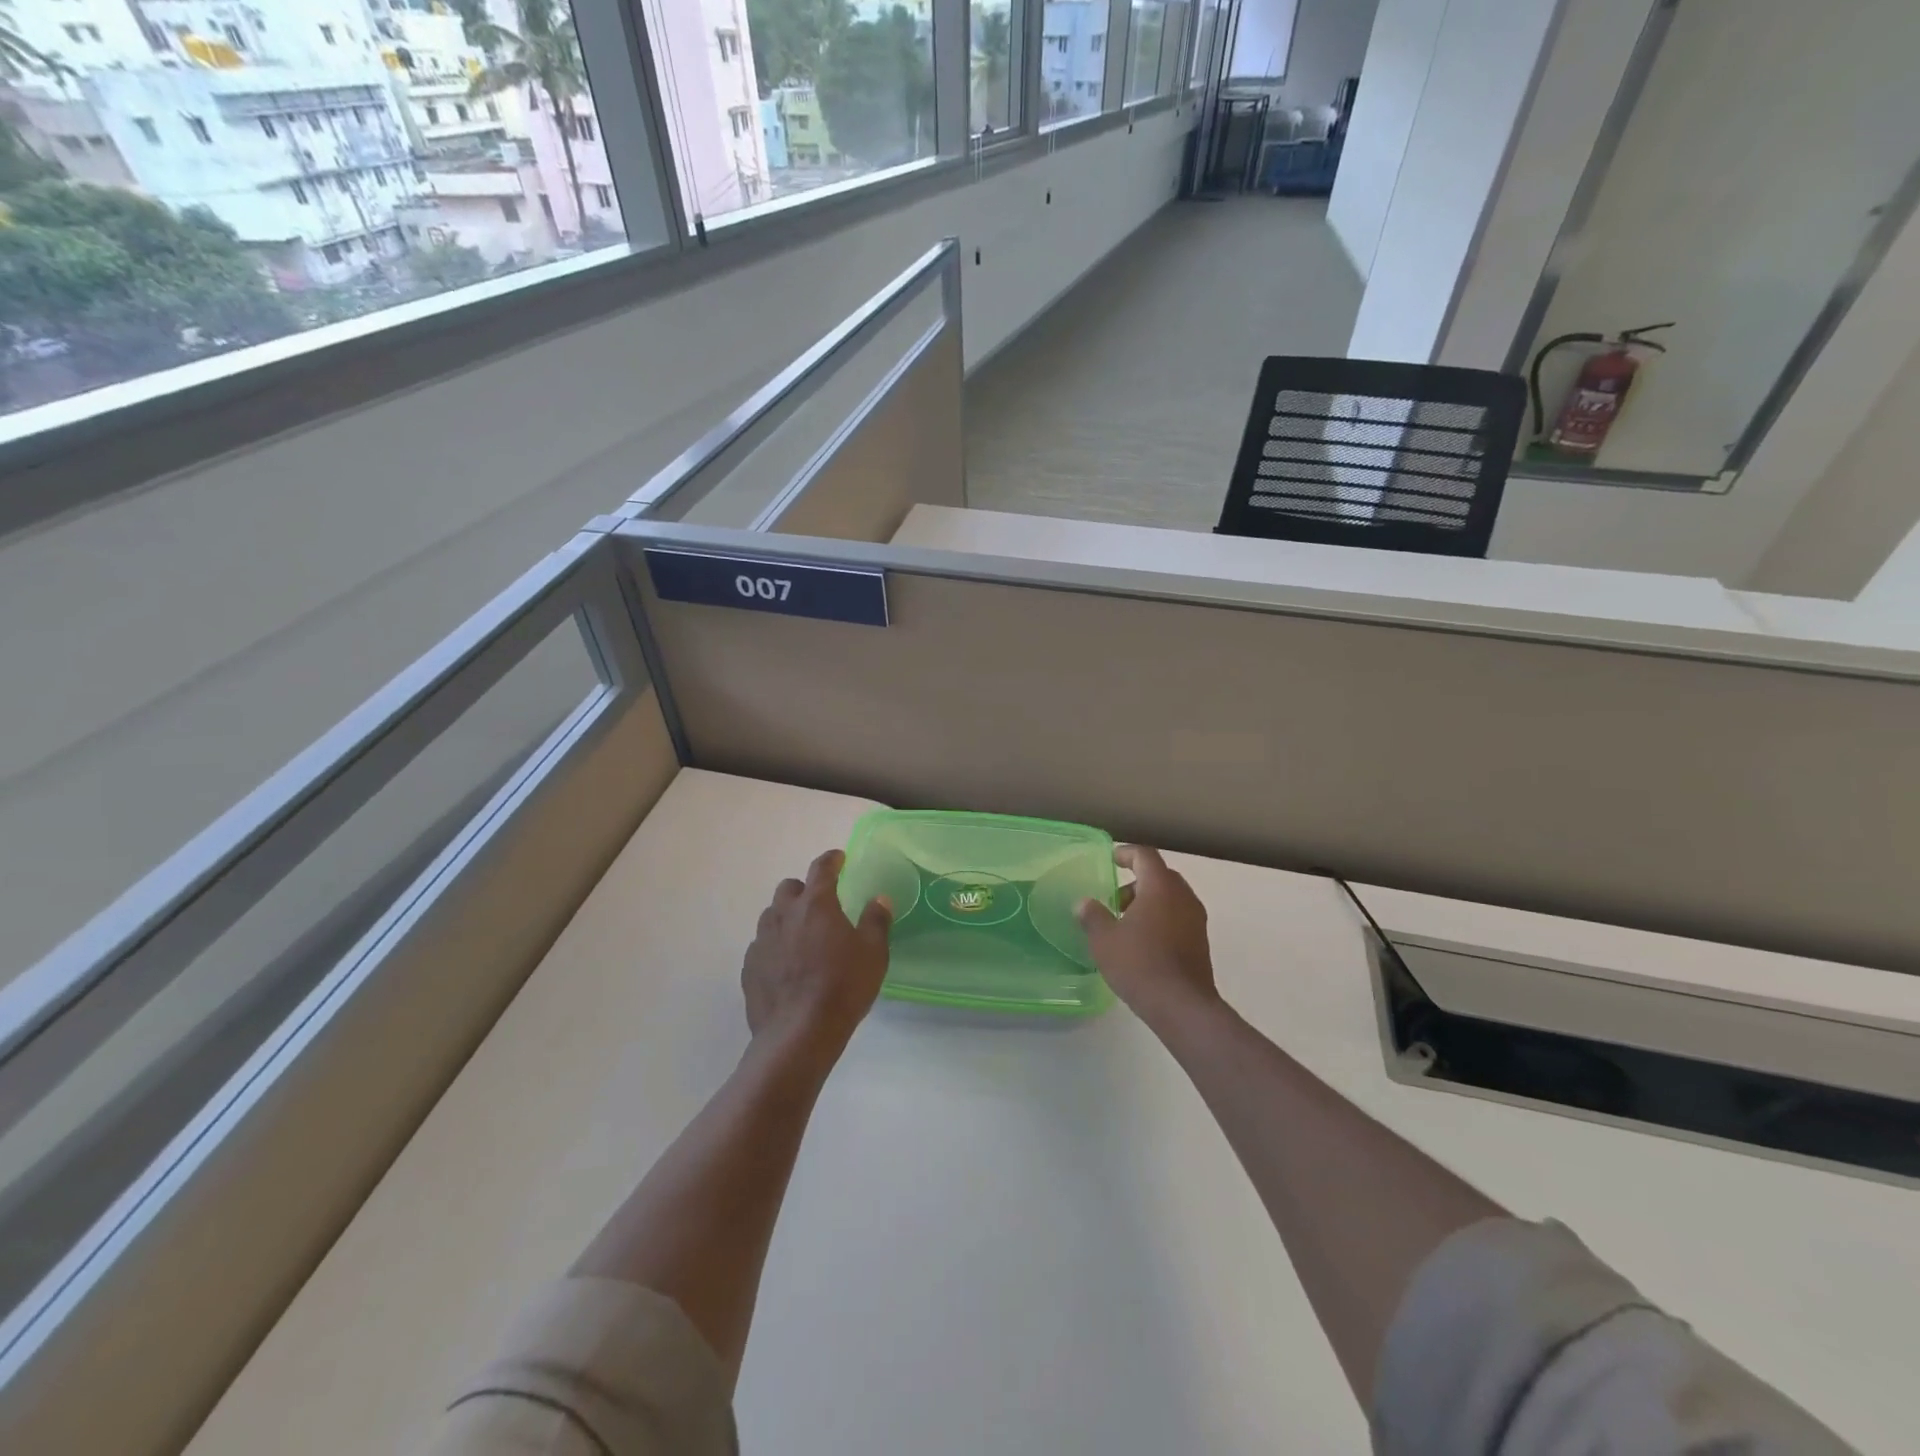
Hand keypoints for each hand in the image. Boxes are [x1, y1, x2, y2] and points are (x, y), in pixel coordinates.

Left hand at [742, 849, 891, 1058]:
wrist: (798, 1034)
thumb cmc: (842, 987)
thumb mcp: (873, 953)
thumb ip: (876, 921)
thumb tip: (879, 899)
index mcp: (816, 905)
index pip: (821, 869)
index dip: (831, 860)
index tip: (839, 858)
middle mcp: (783, 915)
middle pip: (789, 889)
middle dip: (804, 890)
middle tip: (821, 905)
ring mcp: (761, 941)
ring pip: (771, 916)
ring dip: (787, 918)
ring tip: (803, 938)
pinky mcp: (749, 968)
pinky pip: (761, 946)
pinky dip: (775, 947)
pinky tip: (787, 967)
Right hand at [1078, 846, 1221, 1032]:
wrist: (1182, 1006)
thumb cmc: (1139, 964)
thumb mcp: (1104, 940)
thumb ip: (1092, 916)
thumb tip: (1084, 903)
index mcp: (1160, 887)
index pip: (1145, 856)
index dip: (1126, 853)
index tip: (1111, 859)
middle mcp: (1183, 896)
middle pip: (1160, 876)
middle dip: (1137, 882)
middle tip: (1115, 900)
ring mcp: (1196, 920)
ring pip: (1171, 898)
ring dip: (1149, 902)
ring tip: (1126, 924)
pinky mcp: (1200, 942)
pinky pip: (1178, 917)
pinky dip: (1161, 919)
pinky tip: (1143, 943)